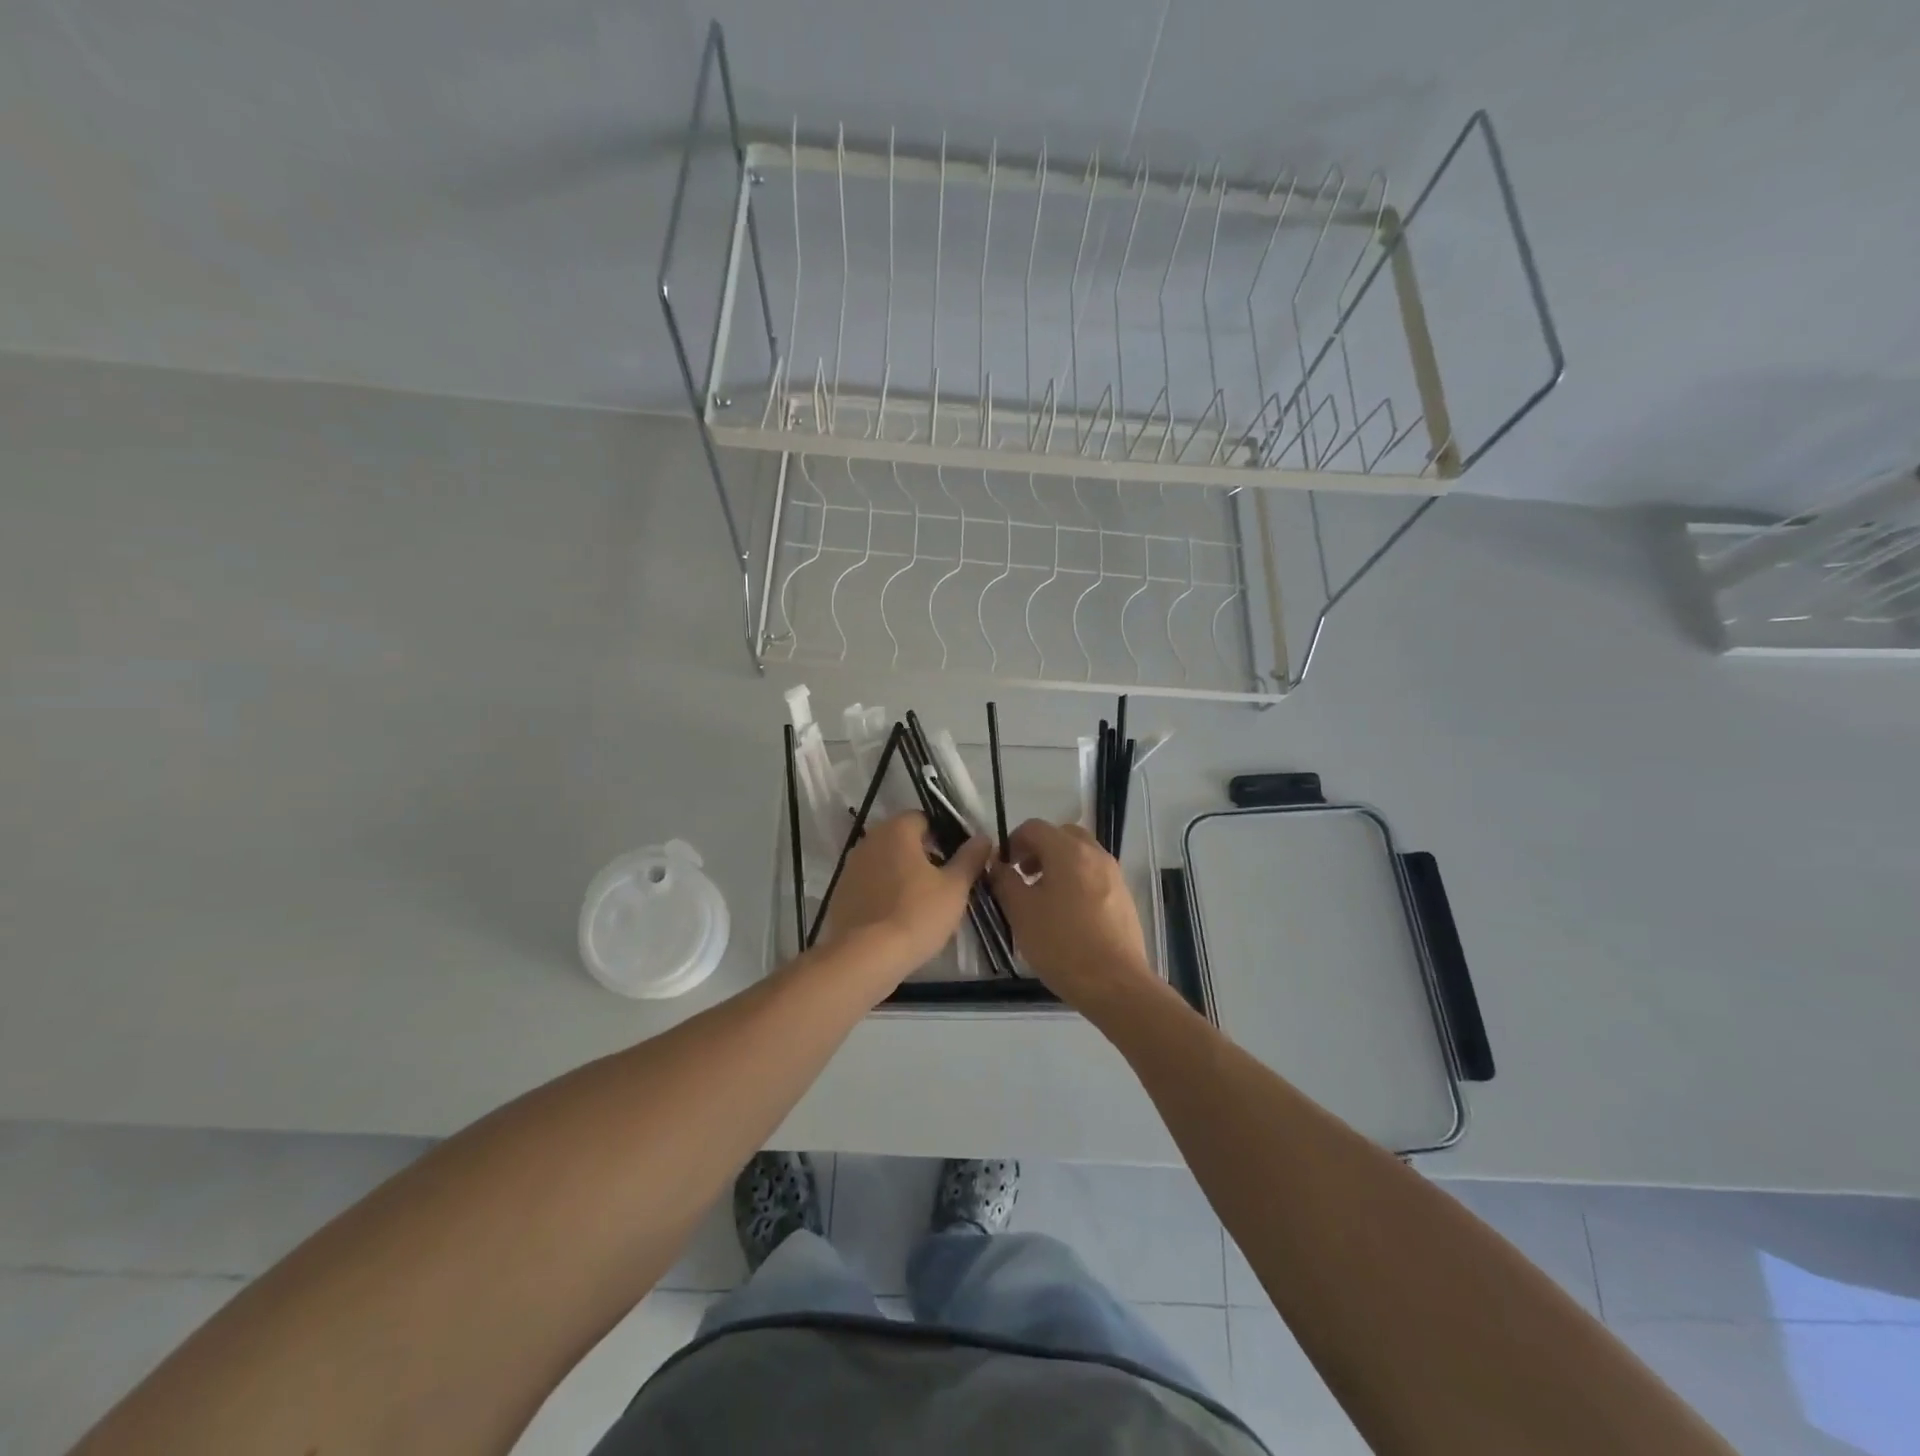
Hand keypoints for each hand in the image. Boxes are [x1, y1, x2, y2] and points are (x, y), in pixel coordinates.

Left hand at [820, 812, 991, 988]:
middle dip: (922, 855)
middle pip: (902, 839)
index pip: (923, 819)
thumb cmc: (917, 914)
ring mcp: (850, 867)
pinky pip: (869, 884)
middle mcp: (869, 840)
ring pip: (885, 862)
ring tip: (921, 902)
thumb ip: (970, 858)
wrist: (866, 957)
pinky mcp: (840, 893)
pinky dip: (883, 892)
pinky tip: (896, 916)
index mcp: (897, 830)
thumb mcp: (955, 887)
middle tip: (943, 883)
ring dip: (901, 874)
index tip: (956, 860)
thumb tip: (983, 838)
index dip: (943, 836)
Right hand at [989, 819, 1155, 1011]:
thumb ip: (1004, 881)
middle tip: (1023, 876)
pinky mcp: (1124, 896)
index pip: (1034, 827)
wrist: (1115, 984)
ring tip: (1043, 897)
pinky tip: (1067, 914)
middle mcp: (1094, 854)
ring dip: (1058, 864)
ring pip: (1080, 854)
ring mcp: (1114, 874)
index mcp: (1068, 851)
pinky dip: (1076, 880)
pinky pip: (1094, 874)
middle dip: (1038, 849)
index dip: (1013, 841)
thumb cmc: (1062, 944)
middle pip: (1061, 835)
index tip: (1003, 867)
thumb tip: (997, 865)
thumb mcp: (1021, 912)